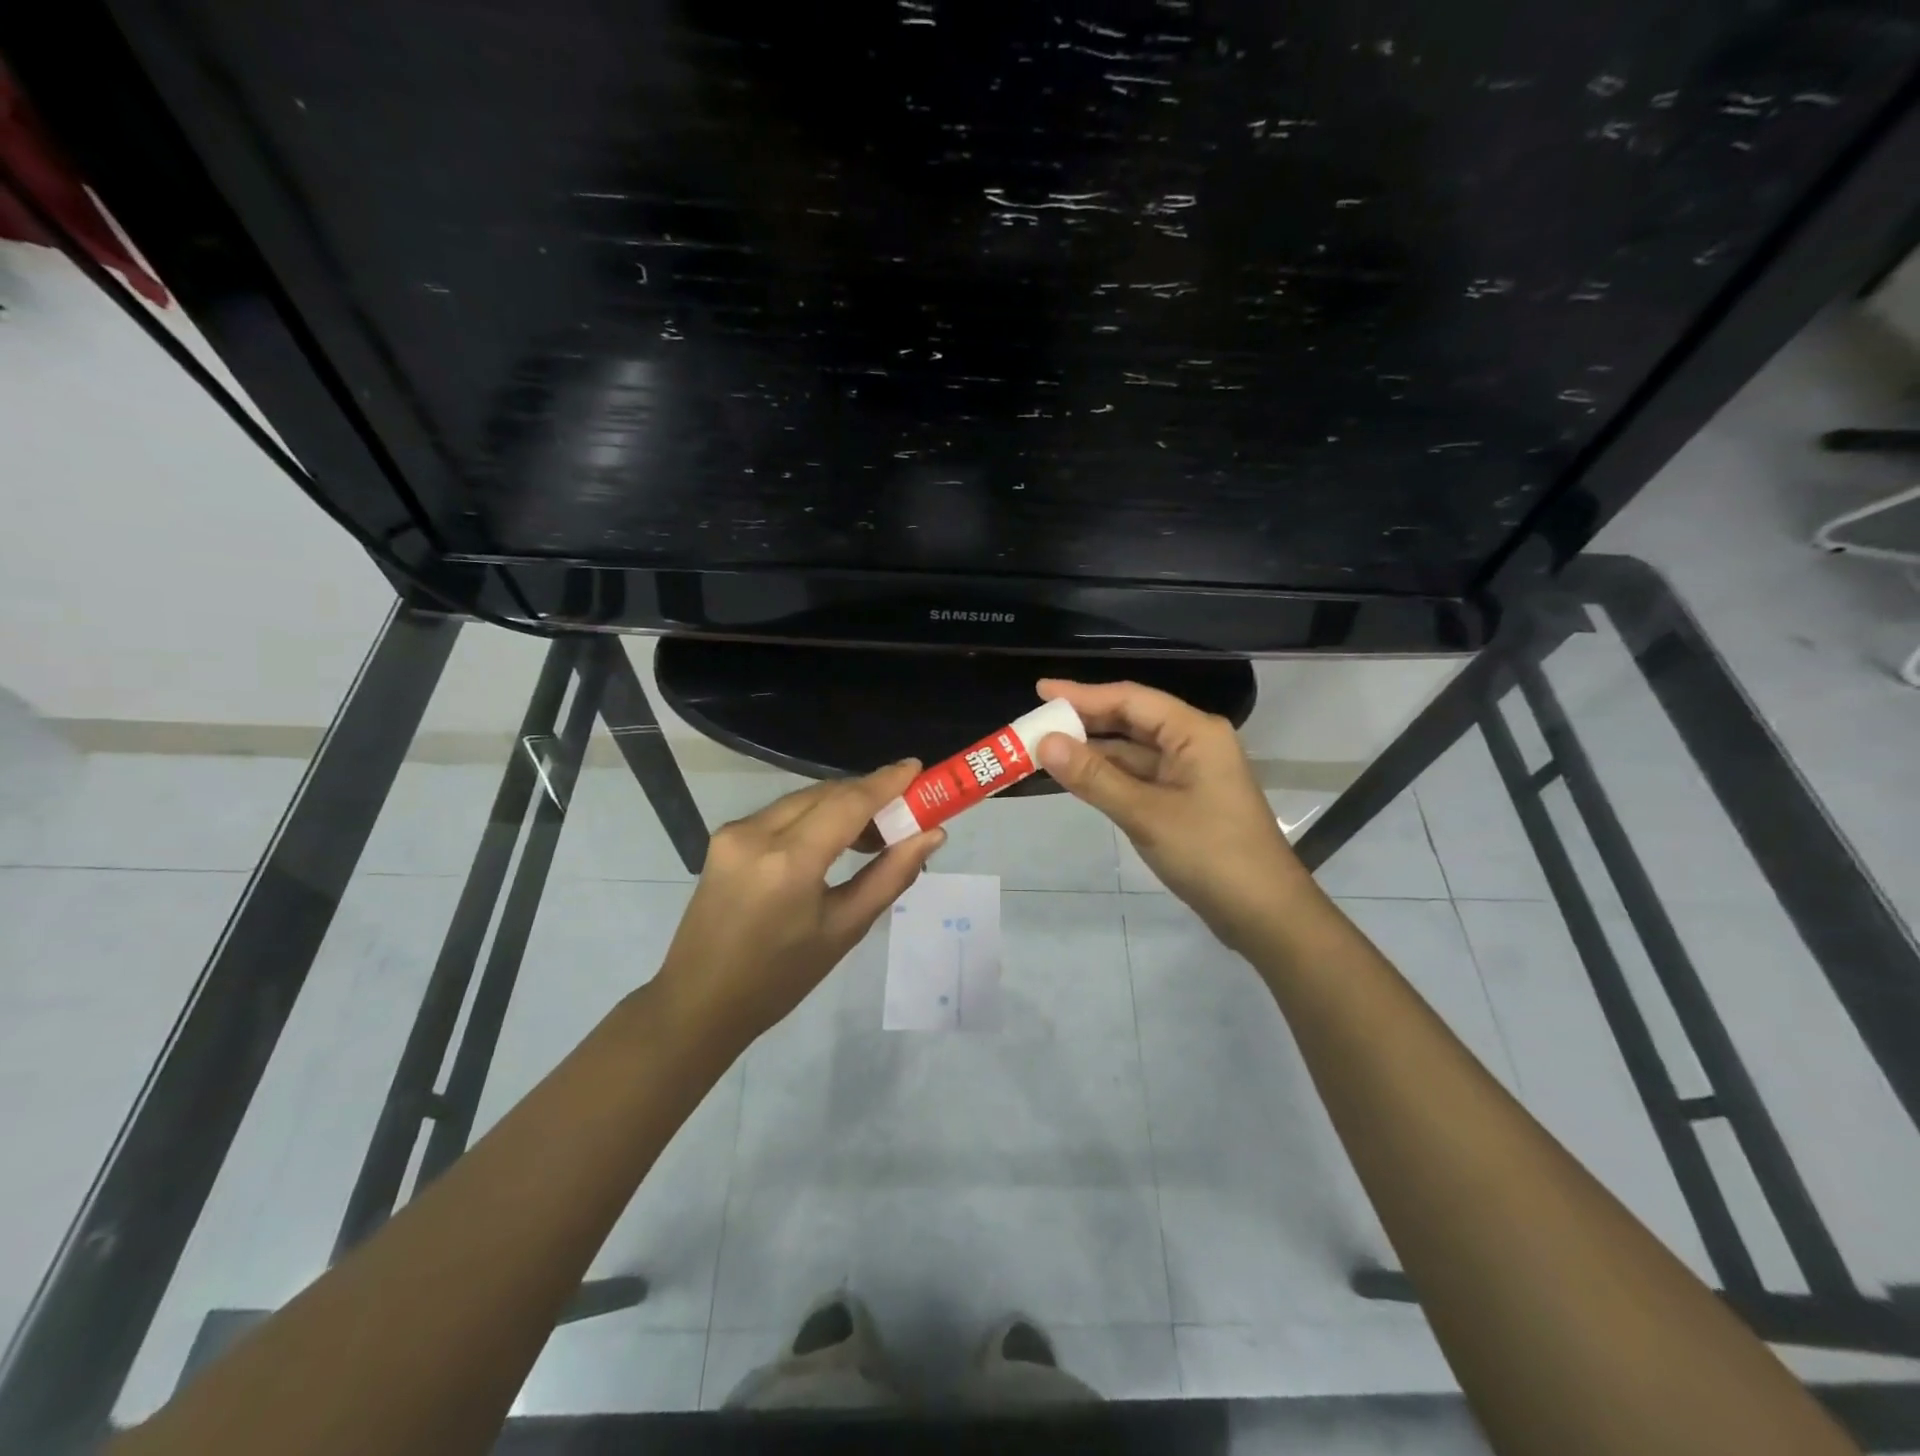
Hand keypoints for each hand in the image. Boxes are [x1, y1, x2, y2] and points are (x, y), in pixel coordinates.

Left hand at [655, 762, 943, 1047]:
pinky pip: (782, 812)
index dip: (886, 782)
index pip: (848, 803)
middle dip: (869, 795)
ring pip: (803, 799)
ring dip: (842, 805)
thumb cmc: (780, 978)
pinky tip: (833, 840)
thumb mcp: (844, 930)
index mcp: (788, 862)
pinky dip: (814, 816)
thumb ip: (890, 875)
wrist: (700, 1001)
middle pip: (826, 794)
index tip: (918, 768)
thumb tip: (931, 835)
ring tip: (874, 835)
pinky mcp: (724, 837)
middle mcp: (757, 834)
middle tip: (906, 812)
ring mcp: (734, 832)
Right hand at [1035, 679, 1314, 951]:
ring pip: (1132, 751)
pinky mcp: (1184, 799)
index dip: (1082, 694)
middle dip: (1084, 721)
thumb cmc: (1210, 855)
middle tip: (1036, 722)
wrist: (1264, 913)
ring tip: (1045, 749)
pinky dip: (1108, 775)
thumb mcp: (1146, 814)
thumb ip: (1094, 777)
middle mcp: (1193, 742)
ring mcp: (1189, 772)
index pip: (1130, 699)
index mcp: (1194, 732)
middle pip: (1131, 720)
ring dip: (1093, 751)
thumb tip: (1045, 743)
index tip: (1040, 690)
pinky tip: (1077, 777)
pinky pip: (1139, 776)